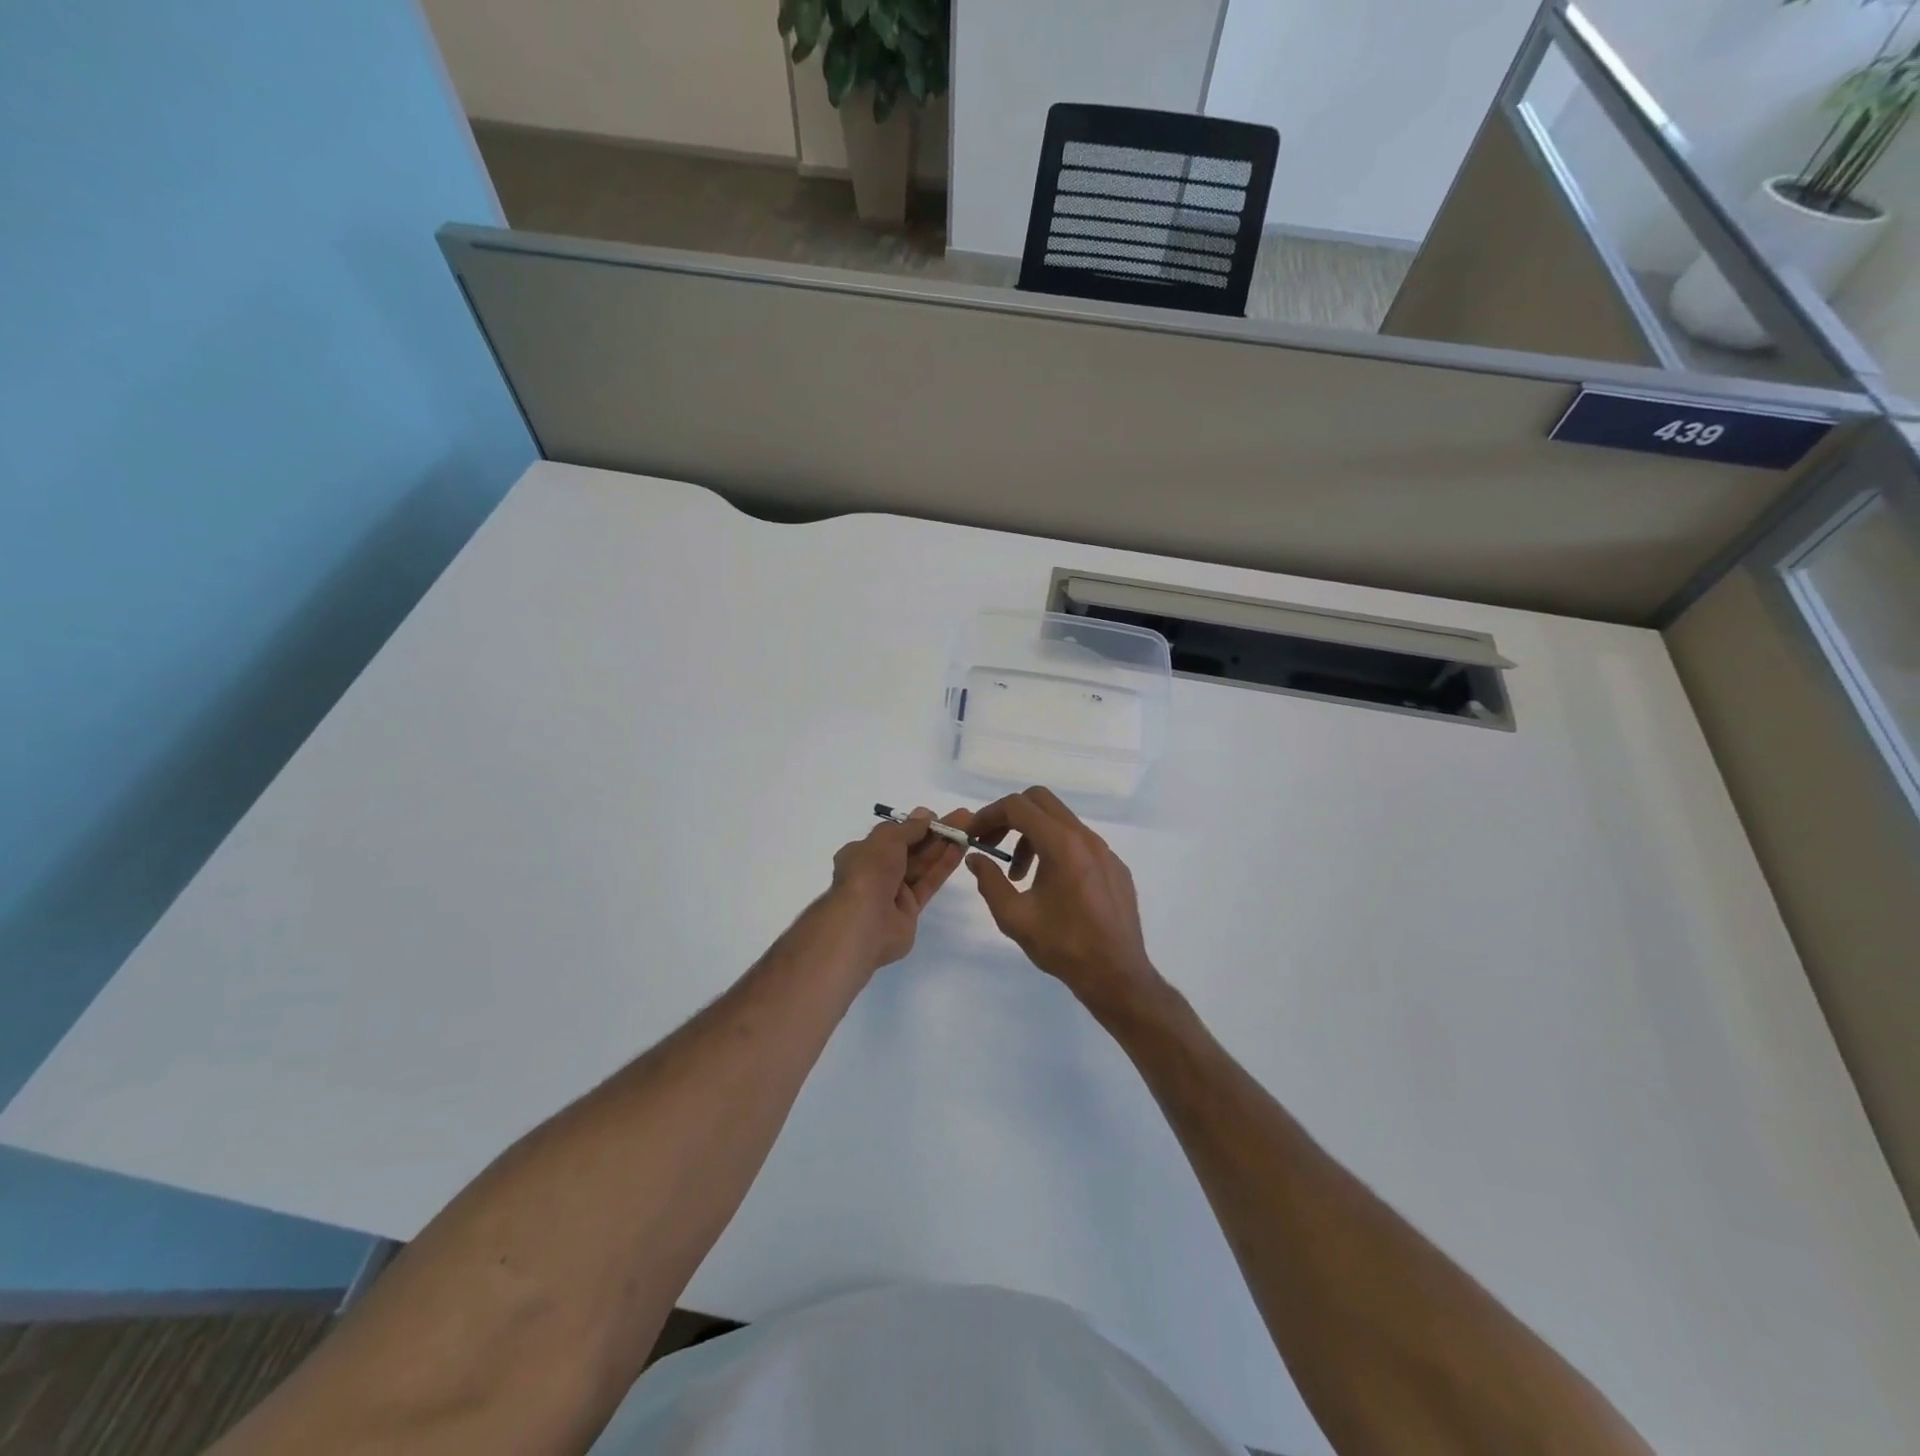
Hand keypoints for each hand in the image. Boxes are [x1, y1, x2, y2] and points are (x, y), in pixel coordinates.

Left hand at [822, 807, 969, 972]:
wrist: (865, 924)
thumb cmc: (869, 872)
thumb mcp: (886, 840)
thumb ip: (908, 828)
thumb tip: (924, 814)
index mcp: (861, 853)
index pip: (891, 836)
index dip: (914, 825)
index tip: (936, 817)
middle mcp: (876, 871)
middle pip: (910, 848)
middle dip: (935, 833)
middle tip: (963, 818)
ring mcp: (893, 891)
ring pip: (922, 864)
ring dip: (944, 846)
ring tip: (969, 829)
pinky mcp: (910, 909)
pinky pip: (928, 882)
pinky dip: (943, 866)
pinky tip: (961, 849)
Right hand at [965, 787, 1162, 1014]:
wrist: (1116, 974)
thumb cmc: (1063, 945)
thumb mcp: (1014, 917)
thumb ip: (989, 881)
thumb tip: (976, 858)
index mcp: (1061, 844)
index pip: (1017, 806)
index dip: (989, 815)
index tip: (974, 836)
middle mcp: (1085, 837)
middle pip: (1040, 801)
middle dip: (1010, 817)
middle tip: (993, 845)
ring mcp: (1104, 850)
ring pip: (1061, 822)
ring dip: (1032, 836)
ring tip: (1020, 875)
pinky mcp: (1115, 866)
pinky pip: (1080, 842)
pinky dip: (1056, 849)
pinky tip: (1052, 886)